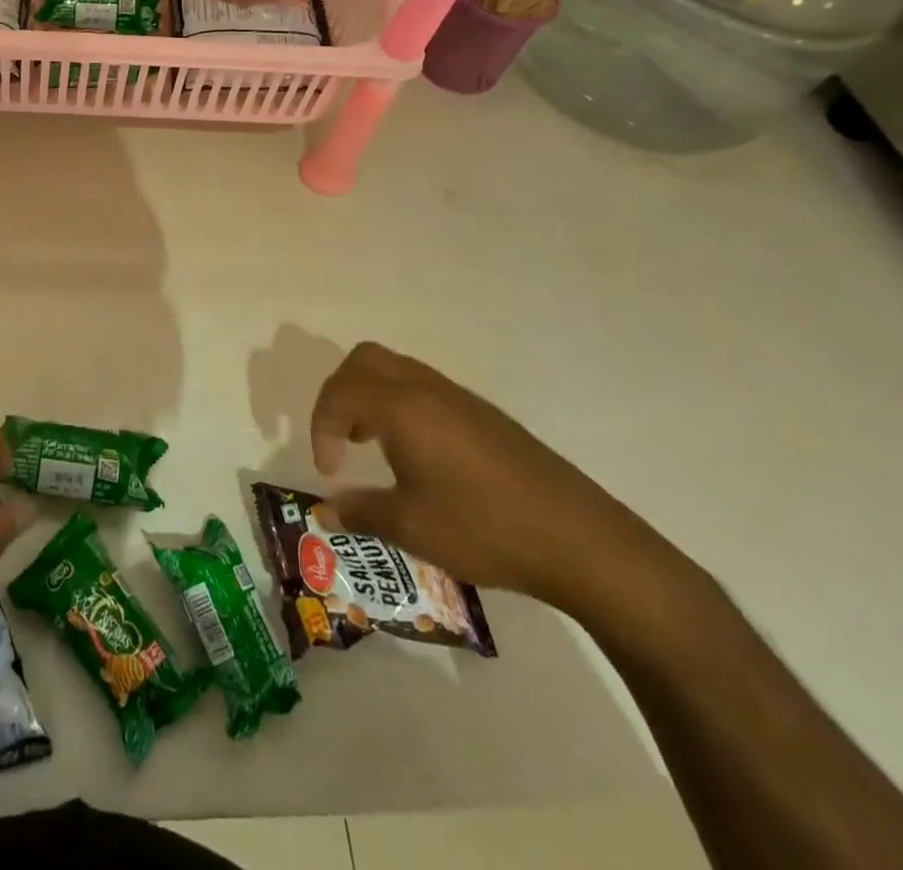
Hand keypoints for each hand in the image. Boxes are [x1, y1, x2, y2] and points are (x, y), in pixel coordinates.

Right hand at [310, 343, 679, 619]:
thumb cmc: (485, 529)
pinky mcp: (483, 415)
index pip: (339, 394)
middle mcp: (426, 389)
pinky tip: (414, 453)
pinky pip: (423, 387)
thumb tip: (324, 510)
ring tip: (370, 443)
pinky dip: (399, 404)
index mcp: (402, 407)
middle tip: (340, 438)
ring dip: (369, 396)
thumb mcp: (411, 527)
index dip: (321, 428)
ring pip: (395, 369)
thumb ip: (360, 512)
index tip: (329, 472)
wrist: (581, 540)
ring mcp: (459, 398)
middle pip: (363, 361)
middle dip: (339, 394)